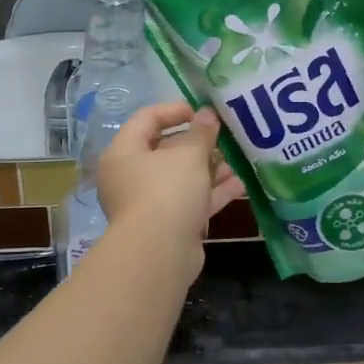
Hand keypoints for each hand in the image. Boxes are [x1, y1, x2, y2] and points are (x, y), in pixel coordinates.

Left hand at [97, 103, 243, 273]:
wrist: (159, 253)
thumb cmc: (167, 191)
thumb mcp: (189, 155)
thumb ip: (201, 133)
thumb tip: (207, 114)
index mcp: (124, 152)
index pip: (146, 119)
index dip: (175, 110)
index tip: (202, 113)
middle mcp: (130, 176)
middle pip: (165, 151)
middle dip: (197, 144)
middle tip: (223, 138)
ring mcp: (148, 203)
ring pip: (180, 179)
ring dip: (209, 169)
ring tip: (237, 162)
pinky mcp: (166, 226)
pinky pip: (189, 202)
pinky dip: (211, 193)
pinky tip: (239, 186)